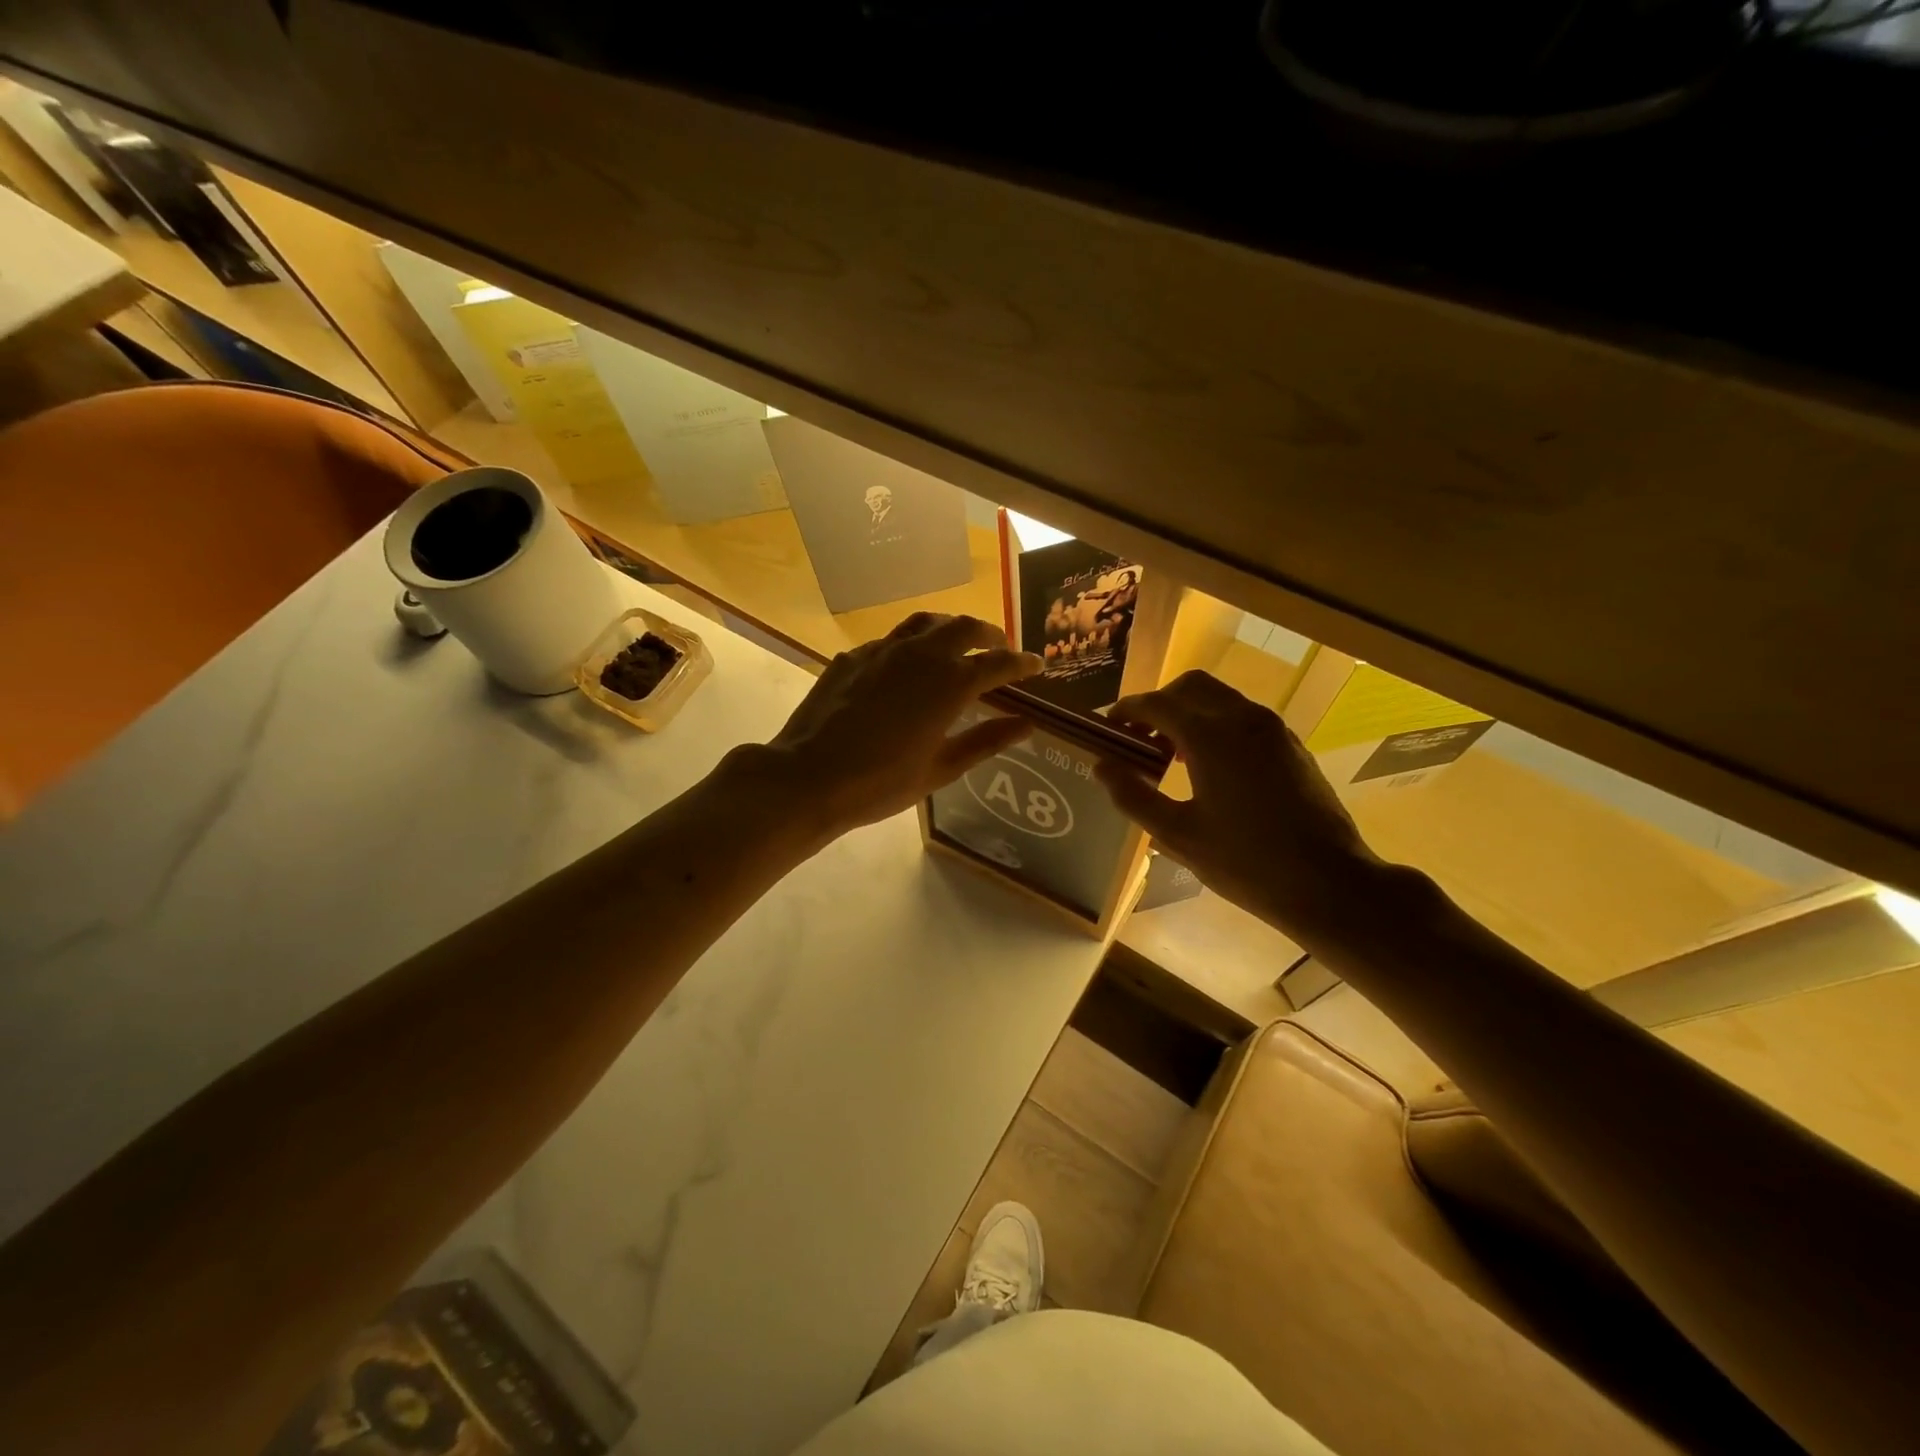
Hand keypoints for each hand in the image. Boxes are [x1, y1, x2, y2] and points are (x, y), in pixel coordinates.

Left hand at [755, 613, 1042, 835]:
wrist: (810, 776)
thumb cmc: (882, 782)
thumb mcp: (942, 768)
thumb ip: (987, 740)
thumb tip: (1027, 725)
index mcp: (950, 683)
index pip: (998, 662)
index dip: (1022, 662)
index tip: (1036, 664)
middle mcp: (921, 655)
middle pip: (965, 627)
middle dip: (988, 634)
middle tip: (998, 647)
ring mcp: (883, 650)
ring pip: (926, 623)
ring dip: (949, 628)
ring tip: (957, 644)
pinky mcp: (854, 656)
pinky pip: (891, 640)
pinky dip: (912, 645)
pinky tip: (906, 666)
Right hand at [1096, 671, 1383, 944]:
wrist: (1330, 883)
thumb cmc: (1245, 863)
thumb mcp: (1178, 835)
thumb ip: (1134, 796)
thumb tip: (1102, 766)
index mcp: (1211, 737)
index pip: (1157, 704)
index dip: (1127, 711)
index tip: (1109, 728)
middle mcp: (1242, 719)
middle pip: (1190, 687)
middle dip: (1159, 703)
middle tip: (1139, 738)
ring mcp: (1272, 729)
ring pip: (1220, 698)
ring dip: (1188, 713)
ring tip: (1170, 755)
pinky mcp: (1290, 745)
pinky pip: (1243, 716)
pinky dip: (1216, 724)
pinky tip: (1209, 767)